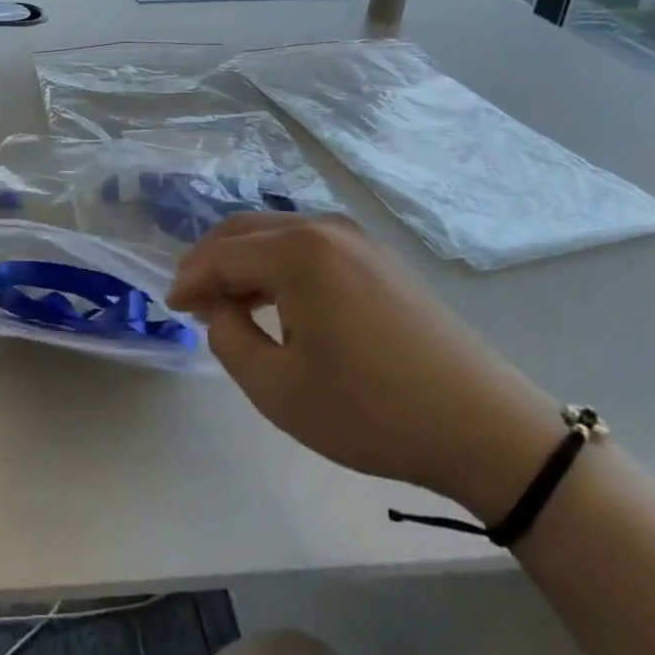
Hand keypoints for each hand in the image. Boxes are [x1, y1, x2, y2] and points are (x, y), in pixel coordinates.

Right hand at [168, 213, 564, 521]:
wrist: (483, 427)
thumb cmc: (371, 410)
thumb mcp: (277, 388)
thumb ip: (227, 338)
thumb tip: (219, 309)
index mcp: (296, 252)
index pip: (221, 254)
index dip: (189, 280)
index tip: (170, 308)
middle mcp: (323, 228)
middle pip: (245, 230)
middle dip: (210, 261)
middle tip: (192, 300)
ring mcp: (355, 238)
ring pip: (276, 234)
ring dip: (243, 261)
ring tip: (228, 303)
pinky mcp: (377, 256)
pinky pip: (307, 246)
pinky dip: (277, 264)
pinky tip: (275, 299)